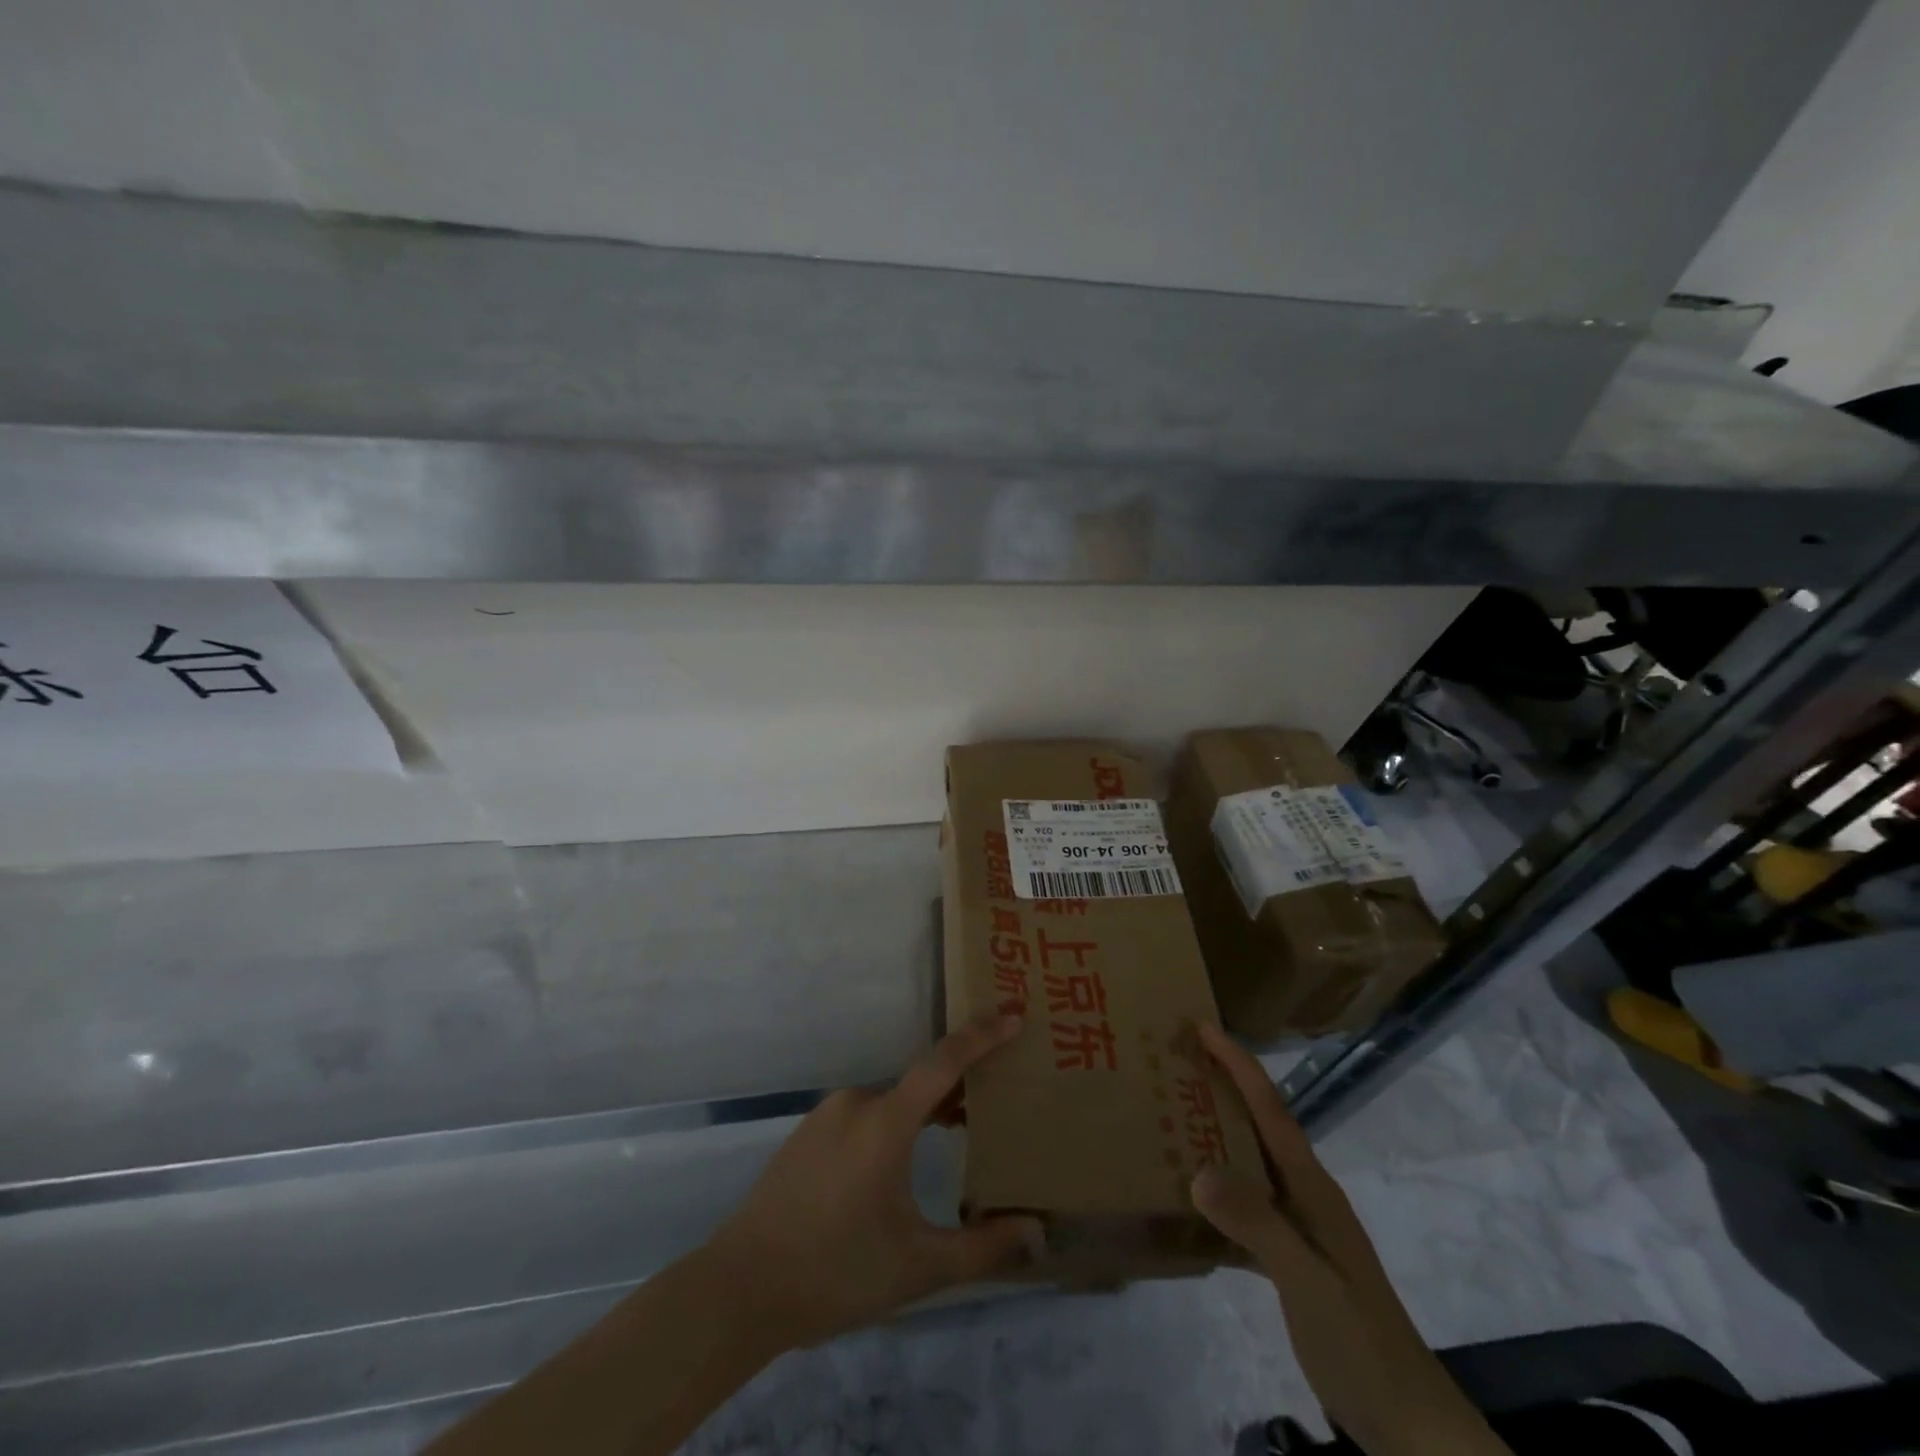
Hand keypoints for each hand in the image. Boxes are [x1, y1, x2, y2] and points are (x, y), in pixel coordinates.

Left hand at [705, 1013, 1042, 1351]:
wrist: (740, 1289)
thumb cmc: (836, 1272)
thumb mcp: (918, 1267)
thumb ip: (982, 1248)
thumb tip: (1037, 1231)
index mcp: (885, 1121)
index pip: (944, 1062)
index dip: (982, 1036)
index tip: (1016, 1017)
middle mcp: (856, 1103)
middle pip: (920, 1082)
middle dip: (961, 1086)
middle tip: (999, 1097)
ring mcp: (826, 1115)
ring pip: (891, 1100)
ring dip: (926, 1108)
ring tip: (959, 1128)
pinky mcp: (808, 1133)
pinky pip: (864, 1114)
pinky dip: (894, 1122)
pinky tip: (901, 1161)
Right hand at [1190, 1023, 1509, 1455]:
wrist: (1410, 1425)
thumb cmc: (1360, 1342)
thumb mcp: (1308, 1282)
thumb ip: (1258, 1225)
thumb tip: (1197, 1171)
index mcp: (1312, 1187)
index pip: (1271, 1109)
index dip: (1238, 1064)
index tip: (1201, 1028)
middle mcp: (1305, 1195)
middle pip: (1259, 1125)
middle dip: (1222, 1087)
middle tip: (1173, 1063)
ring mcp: (1300, 1228)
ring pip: (1249, 1163)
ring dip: (1215, 1135)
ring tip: (1170, 1118)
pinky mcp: (1292, 1259)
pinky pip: (1245, 1208)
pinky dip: (1216, 1194)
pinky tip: (1186, 1205)